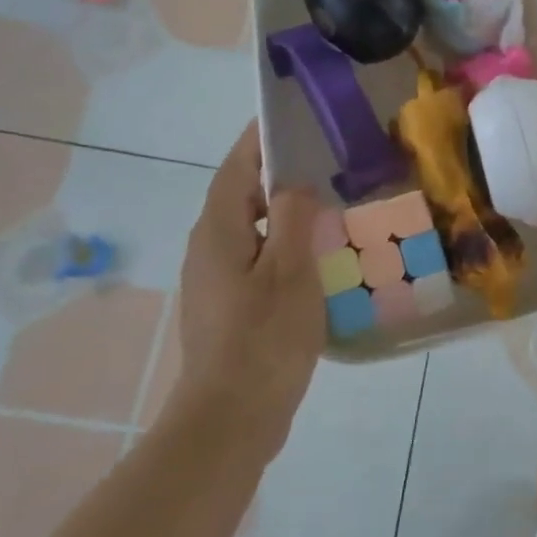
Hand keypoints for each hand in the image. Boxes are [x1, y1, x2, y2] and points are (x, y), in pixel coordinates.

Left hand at [172, 123, 323, 449]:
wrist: (230, 418)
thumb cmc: (263, 339)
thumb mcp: (290, 272)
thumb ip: (293, 219)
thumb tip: (295, 185)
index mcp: (218, 232)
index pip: (236, 168)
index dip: (259, 141)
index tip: (288, 118)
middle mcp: (209, 249)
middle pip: (241, 197)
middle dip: (276, 175)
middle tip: (324, 162)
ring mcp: (215, 281)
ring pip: (250, 231)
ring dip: (282, 214)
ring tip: (327, 206)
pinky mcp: (227, 308)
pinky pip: (256, 260)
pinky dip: (282, 247)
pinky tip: (315, 259)